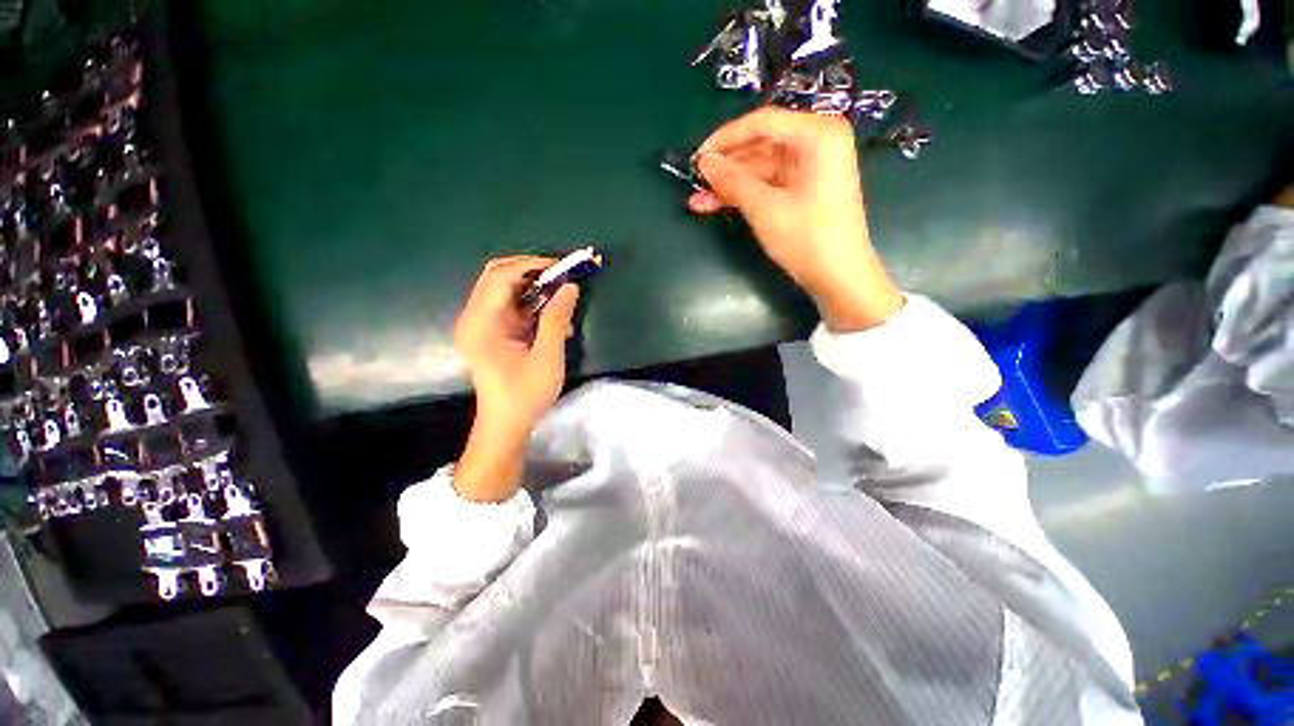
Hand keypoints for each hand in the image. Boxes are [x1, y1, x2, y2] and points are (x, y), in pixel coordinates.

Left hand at [452, 256, 579, 500]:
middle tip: (562, 275)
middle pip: (498, 276)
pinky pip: (509, 306)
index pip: (501, 276)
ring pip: (504, 289)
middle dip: (531, 270)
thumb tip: (570, 286)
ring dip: (533, 287)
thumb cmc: (525, 394)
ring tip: (561, 296)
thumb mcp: (547, 357)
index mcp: (481, 323)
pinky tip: (551, 318)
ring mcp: (479, 325)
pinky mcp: (489, 332)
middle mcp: (474, 317)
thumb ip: (556, 319)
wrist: (505, 425)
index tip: (563, 266)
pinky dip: (531, 304)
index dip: (532, 265)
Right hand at [689, 108, 903, 331]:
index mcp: (817, 135)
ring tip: (697, 200)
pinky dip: (743, 195)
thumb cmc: (806, 238)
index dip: (726, 139)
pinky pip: (767, 184)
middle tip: (695, 182)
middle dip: (726, 167)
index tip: (698, 158)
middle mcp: (816, 143)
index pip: (762, 123)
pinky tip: (715, 205)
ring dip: (729, 185)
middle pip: (760, 146)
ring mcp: (809, 168)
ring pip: (760, 169)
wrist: (838, 277)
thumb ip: (732, 181)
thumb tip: (704, 163)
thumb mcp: (764, 208)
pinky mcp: (803, 190)